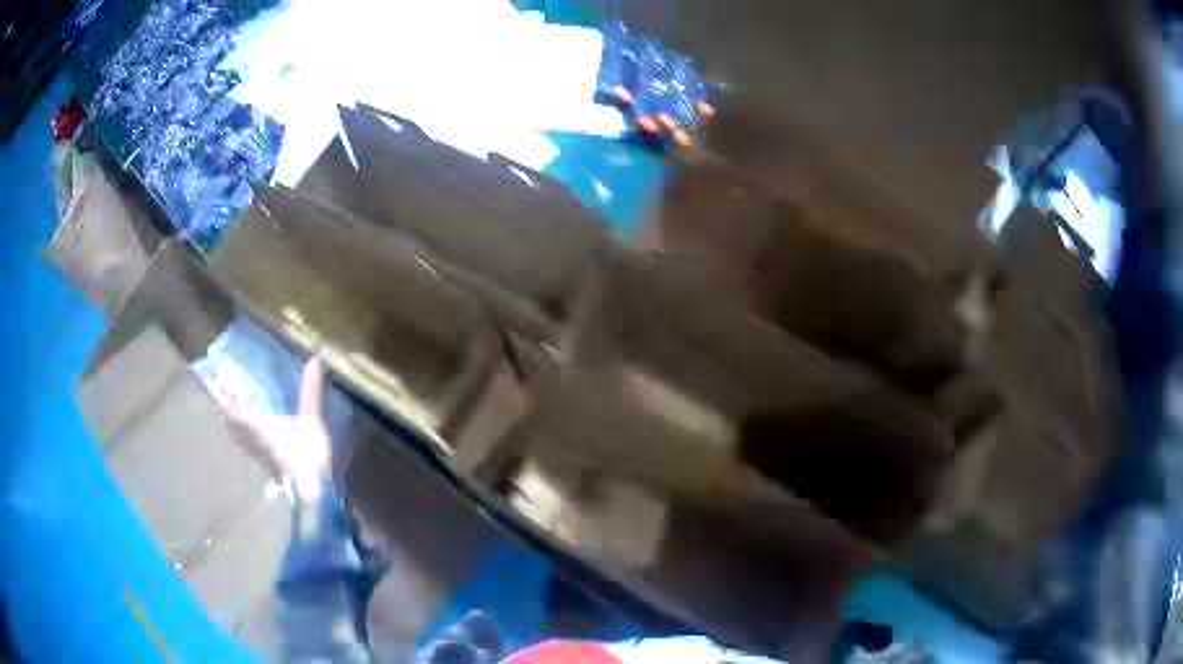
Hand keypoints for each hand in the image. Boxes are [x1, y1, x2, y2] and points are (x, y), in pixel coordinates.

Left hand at [216, 358, 331, 500]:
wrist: (315, 495)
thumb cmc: (306, 455)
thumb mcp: (310, 420)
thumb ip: (310, 392)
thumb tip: (314, 359)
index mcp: (256, 424)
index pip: (231, 407)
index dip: (220, 394)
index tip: (208, 380)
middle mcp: (253, 438)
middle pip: (233, 420)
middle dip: (227, 405)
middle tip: (221, 389)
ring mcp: (261, 454)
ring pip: (242, 433)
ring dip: (238, 420)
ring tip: (238, 405)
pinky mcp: (272, 464)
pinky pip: (255, 442)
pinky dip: (252, 433)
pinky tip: (260, 429)